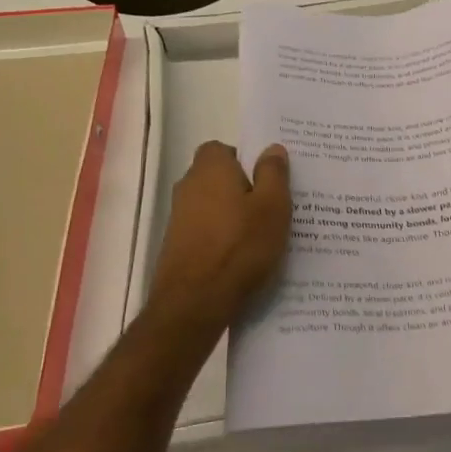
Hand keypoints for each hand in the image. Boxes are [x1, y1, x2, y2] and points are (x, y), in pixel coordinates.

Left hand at [145, 142, 290, 340]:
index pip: (223, 148)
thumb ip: (273, 173)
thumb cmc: (240, 246)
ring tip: (263, 235)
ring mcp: (178, 219)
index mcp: (210, 169)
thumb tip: (272, 148)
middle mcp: (188, 187)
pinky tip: (243, 258)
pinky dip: (223, 238)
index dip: (245, 159)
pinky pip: (207, 232)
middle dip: (243, 188)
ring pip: (213, 206)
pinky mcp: (176, 247)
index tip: (268, 178)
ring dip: (233, 215)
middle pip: (218, 178)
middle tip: (272, 206)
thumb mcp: (273, 206)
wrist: (195, 303)